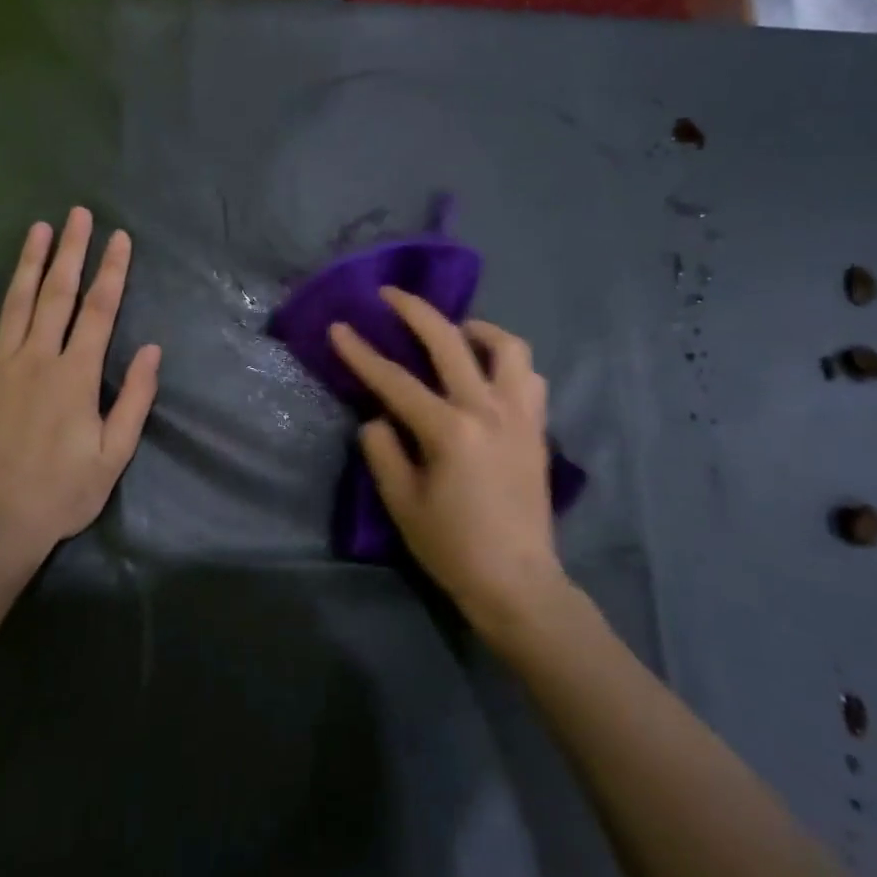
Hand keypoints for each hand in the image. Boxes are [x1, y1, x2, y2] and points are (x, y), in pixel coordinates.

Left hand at [0, 208, 160, 559]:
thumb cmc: (62, 492)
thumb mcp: (114, 454)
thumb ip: (134, 399)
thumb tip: (153, 349)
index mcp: (76, 375)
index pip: (100, 311)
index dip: (112, 271)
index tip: (120, 237)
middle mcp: (37, 359)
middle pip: (58, 295)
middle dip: (71, 251)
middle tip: (78, 214)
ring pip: (15, 304)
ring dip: (28, 263)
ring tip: (39, 229)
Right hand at [330, 289, 564, 629]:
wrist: (517, 582)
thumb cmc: (453, 547)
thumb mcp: (402, 503)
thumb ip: (383, 451)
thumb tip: (379, 419)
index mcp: (449, 430)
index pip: (395, 380)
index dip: (361, 353)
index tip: (340, 327)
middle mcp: (488, 410)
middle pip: (451, 342)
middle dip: (416, 311)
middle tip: (392, 295)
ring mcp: (520, 416)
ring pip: (508, 347)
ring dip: (477, 330)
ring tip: (456, 333)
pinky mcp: (537, 429)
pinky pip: (528, 377)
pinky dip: (507, 362)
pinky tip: (489, 374)